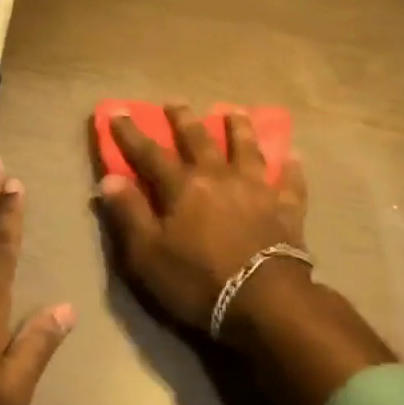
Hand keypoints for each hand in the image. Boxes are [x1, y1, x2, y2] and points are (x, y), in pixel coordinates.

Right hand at [95, 105, 307, 335]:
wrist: (264, 302)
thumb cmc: (197, 281)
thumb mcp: (147, 255)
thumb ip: (129, 214)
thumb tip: (110, 178)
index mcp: (182, 187)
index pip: (150, 153)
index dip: (131, 133)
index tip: (117, 111)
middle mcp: (219, 177)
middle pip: (199, 140)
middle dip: (183, 120)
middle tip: (175, 102)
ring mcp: (256, 190)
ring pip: (247, 149)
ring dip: (239, 128)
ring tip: (234, 111)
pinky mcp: (286, 210)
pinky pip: (290, 183)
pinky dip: (291, 168)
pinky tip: (293, 156)